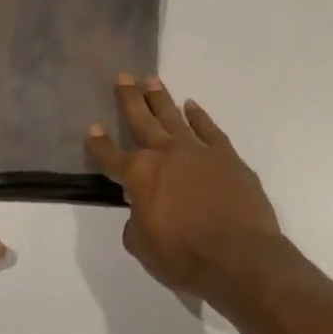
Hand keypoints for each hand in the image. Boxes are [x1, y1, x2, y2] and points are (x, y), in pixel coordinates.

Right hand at [85, 75, 286, 299]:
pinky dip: (199, 116)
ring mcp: (198, 151)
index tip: (93, 128)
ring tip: (151, 80)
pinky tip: (191, 106)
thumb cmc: (184, 257)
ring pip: (174, 116)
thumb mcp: (143, 247)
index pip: (111, 156)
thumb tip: (139, 211)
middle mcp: (166, 154)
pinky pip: (209, 129)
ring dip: (160, 99)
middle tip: (123, 76)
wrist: (239, 256)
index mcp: (139, 176)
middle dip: (129, 99)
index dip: (99, 144)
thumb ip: (135, 224)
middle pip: (142, 120)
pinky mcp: (227, 156)